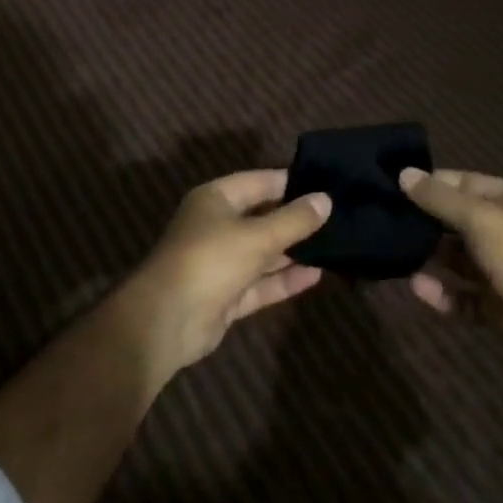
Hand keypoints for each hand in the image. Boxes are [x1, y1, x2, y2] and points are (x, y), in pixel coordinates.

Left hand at [121, 169, 330, 380]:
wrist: (165, 321)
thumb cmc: (210, 260)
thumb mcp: (257, 236)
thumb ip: (294, 220)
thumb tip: (326, 199)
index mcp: (215, 199)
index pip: (259, 182)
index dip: (291, 182)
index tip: (325, 182)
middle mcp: (217, 226)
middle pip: (262, 217)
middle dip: (295, 219)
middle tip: (337, 216)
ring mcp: (221, 263)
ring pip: (263, 252)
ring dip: (293, 251)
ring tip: (334, 245)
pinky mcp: (226, 296)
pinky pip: (260, 283)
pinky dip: (284, 280)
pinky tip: (316, 275)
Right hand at [401, 168, 502, 361]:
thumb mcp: (479, 218)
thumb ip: (439, 199)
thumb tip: (403, 173)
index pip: (463, 183)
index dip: (432, 184)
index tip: (396, 187)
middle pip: (457, 221)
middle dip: (425, 222)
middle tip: (387, 221)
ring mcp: (499, 270)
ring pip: (455, 259)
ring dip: (430, 257)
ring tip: (396, 253)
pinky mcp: (493, 305)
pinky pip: (459, 295)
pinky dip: (439, 293)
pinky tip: (417, 286)